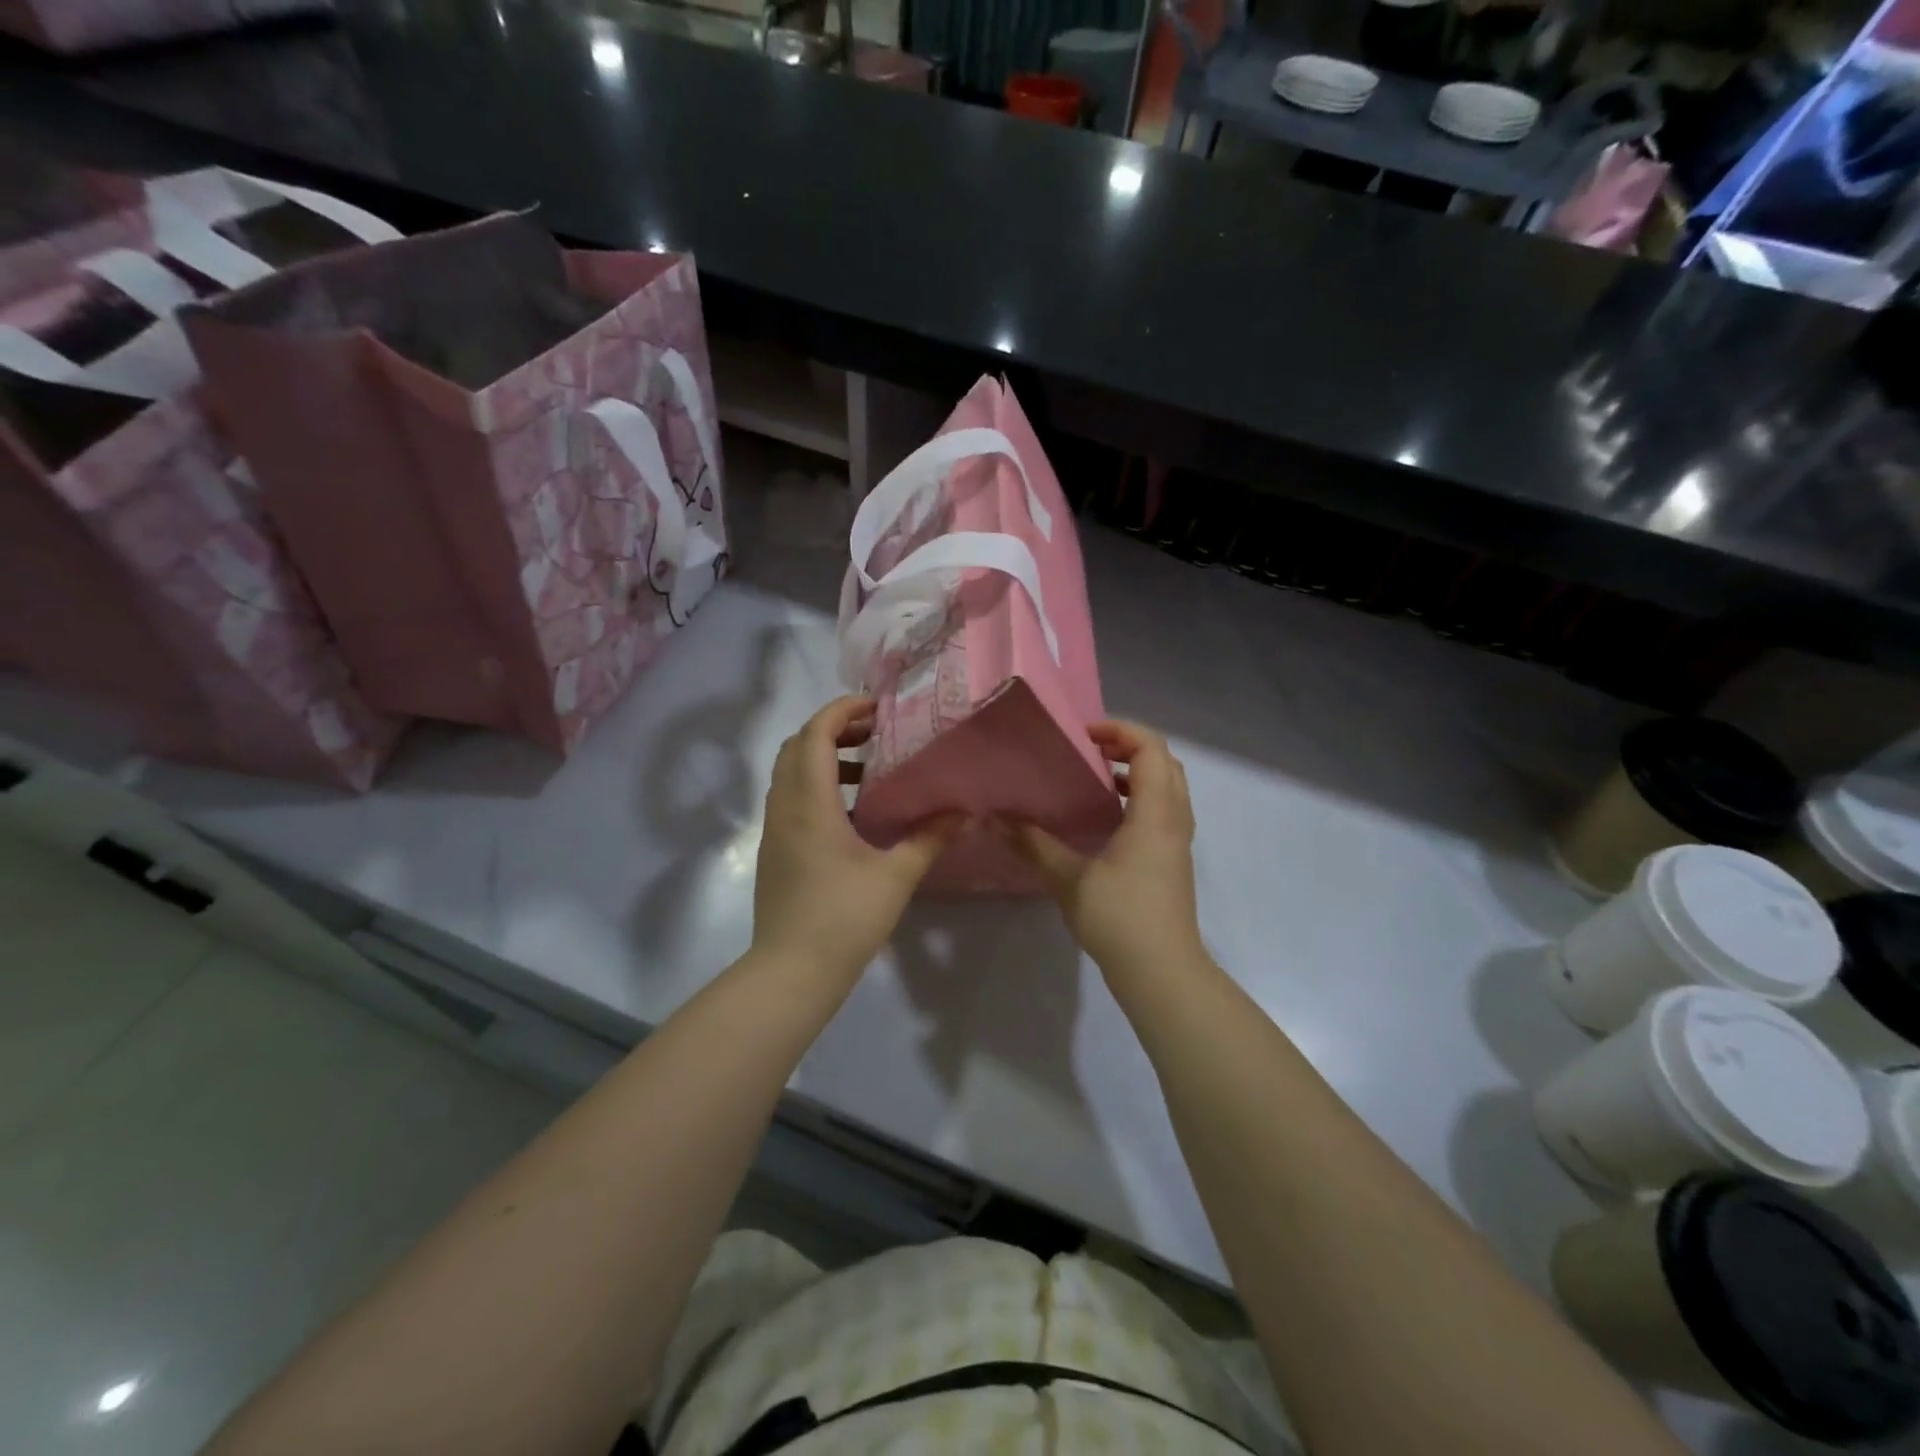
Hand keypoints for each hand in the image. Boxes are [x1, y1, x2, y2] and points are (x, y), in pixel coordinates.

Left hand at [752, 696, 964, 981]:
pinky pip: (791, 799)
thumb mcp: (896, 876)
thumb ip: (930, 838)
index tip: (877, 707)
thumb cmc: (844, 919)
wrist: (791, 973)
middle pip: (796, 746)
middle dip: (833, 729)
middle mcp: (784, 808)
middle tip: (875, 732)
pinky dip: (817, 786)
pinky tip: (854, 811)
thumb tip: (965, 812)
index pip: (814, 734)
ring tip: (870, 768)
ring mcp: (774, 830)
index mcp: (809, 803)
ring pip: (790, 773)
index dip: (842, 710)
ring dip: (824, 758)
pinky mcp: (774, 851)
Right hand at [1006, 721, 1204, 977]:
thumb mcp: (1070, 880)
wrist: (1163, 973)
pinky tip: (1103, 817)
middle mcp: (1174, 819)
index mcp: (1155, 814)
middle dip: (1128, 746)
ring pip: (1166, 787)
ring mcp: (1177, 841)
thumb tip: (998, 819)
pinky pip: (1162, 810)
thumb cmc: (1121, 920)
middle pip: (1164, 762)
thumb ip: (1035, 845)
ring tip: (1093, 776)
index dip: (1120, 730)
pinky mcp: (1172, 860)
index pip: (1151, 749)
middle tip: (1088, 750)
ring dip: (1135, 772)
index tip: (1082, 735)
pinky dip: (1138, 797)